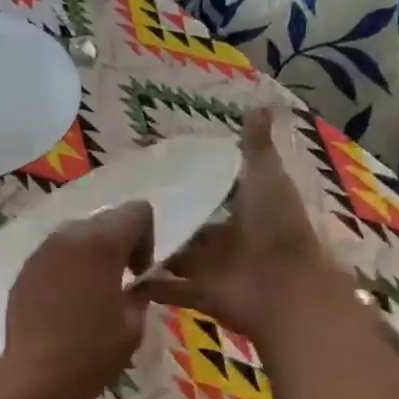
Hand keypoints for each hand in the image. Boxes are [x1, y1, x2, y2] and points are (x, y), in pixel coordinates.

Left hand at [0, 201, 154, 398]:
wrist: (36, 377)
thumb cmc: (92, 352)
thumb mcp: (134, 324)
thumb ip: (140, 292)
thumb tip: (135, 285)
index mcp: (101, 242)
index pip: (137, 211)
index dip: (147, 238)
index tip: (140, 274)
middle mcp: (68, 236)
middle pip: (105, 220)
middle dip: (119, 244)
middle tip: (120, 282)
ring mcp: (41, 252)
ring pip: (76, 236)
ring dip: (91, 255)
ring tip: (92, 293)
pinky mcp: (24, 271)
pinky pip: (54, 256)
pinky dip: (67, 268)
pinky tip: (66, 303)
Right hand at [135, 106, 350, 343]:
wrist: (285, 288)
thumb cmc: (277, 228)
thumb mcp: (267, 178)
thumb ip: (256, 147)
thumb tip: (259, 103)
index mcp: (247, 212)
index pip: (216, 195)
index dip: (193, 184)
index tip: (159, 172)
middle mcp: (228, 241)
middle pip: (193, 230)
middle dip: (167, 221)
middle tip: (125, 207)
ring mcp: (213, 271)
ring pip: (178, 259)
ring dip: (153, 252)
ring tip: (113, 238)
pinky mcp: (199, 296)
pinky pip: (168, 289)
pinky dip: (147, 286)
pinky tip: (119, 276)